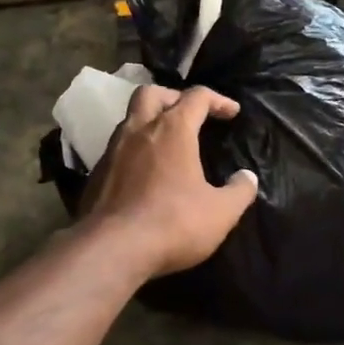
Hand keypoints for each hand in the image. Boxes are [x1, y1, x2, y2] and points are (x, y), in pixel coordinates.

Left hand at [81, 84, 258, 278]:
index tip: (232, 112)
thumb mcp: (221, 212)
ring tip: (168, 145)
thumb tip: (247, 177)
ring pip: (130, 120)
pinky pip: (117, 149)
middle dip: (173, 97)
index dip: (218, 100)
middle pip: (151, 94)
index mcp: (172, 130)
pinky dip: (134, 151)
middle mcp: (138, 131)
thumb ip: (240, 191)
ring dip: (150, 123)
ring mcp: (112, 151)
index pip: (196, 97)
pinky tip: (145, 174)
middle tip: (190, 115)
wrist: (111, 250)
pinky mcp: (95, 174)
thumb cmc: (173, 223)